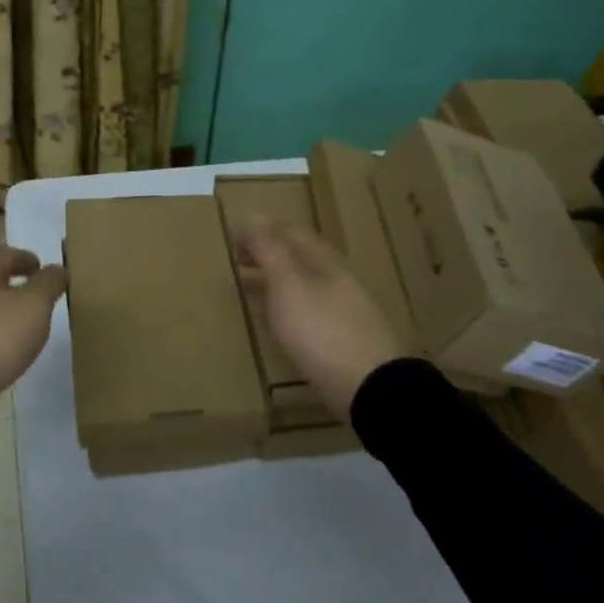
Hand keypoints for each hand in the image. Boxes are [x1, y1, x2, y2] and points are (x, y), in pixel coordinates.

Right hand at [234, 217, 405, 420]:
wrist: (371, 387)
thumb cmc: (321, 330)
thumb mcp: (287, 283)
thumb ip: (269, 249)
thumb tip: (253, 215)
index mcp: (322, 258)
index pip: (288, 230)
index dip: (259, 230)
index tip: (232, 242)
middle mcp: (335, 275)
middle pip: (299, 253)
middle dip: (268, 251)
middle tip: (238, 260)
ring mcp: (343, 306)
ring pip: (304, 281)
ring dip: (276, 277)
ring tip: (251, 286)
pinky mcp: (344, 335)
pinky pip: (310, 307)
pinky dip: (288, 303)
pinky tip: (279, 321)